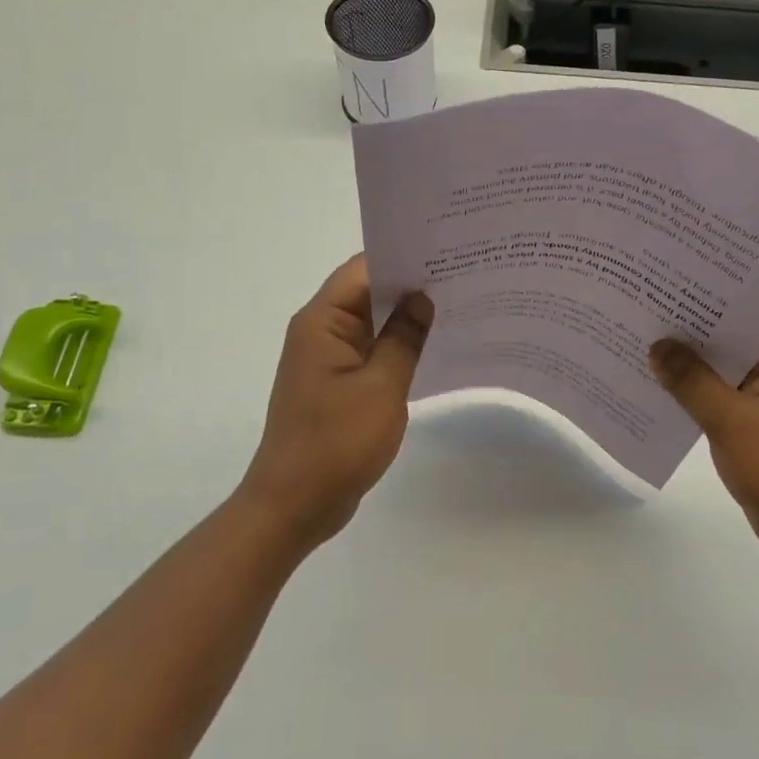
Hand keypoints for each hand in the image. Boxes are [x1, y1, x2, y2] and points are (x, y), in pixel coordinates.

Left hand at [238, 256, 432, 550]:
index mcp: (322, 321)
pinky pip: (371, 350)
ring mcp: (328, 358)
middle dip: (412, 284)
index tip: (447, 252)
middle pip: (368, 291)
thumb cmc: (335, 443)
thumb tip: (423, 297)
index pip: (364, 269)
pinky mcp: (337, 383)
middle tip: (464, 276)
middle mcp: (321, 330)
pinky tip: (435, 346)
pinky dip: (398, 345)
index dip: (404, 257)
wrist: (294, 506)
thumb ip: (405, 338)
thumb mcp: (381, 387)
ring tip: (459, 304)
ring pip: (372, 322)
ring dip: (406, 316)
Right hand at [651, 331, 758, 567]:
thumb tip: (657, 345)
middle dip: (681, 341)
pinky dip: (689, 399)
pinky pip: (714, 401)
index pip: (733, 320)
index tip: (650, 300)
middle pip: (721, 346)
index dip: (692, 312)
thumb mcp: (733, 421)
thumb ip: (692, 381)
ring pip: (714, 375)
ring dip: (681, 372)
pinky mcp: (752, 425)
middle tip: (632, 322)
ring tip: (631, 352)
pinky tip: (651, 392)